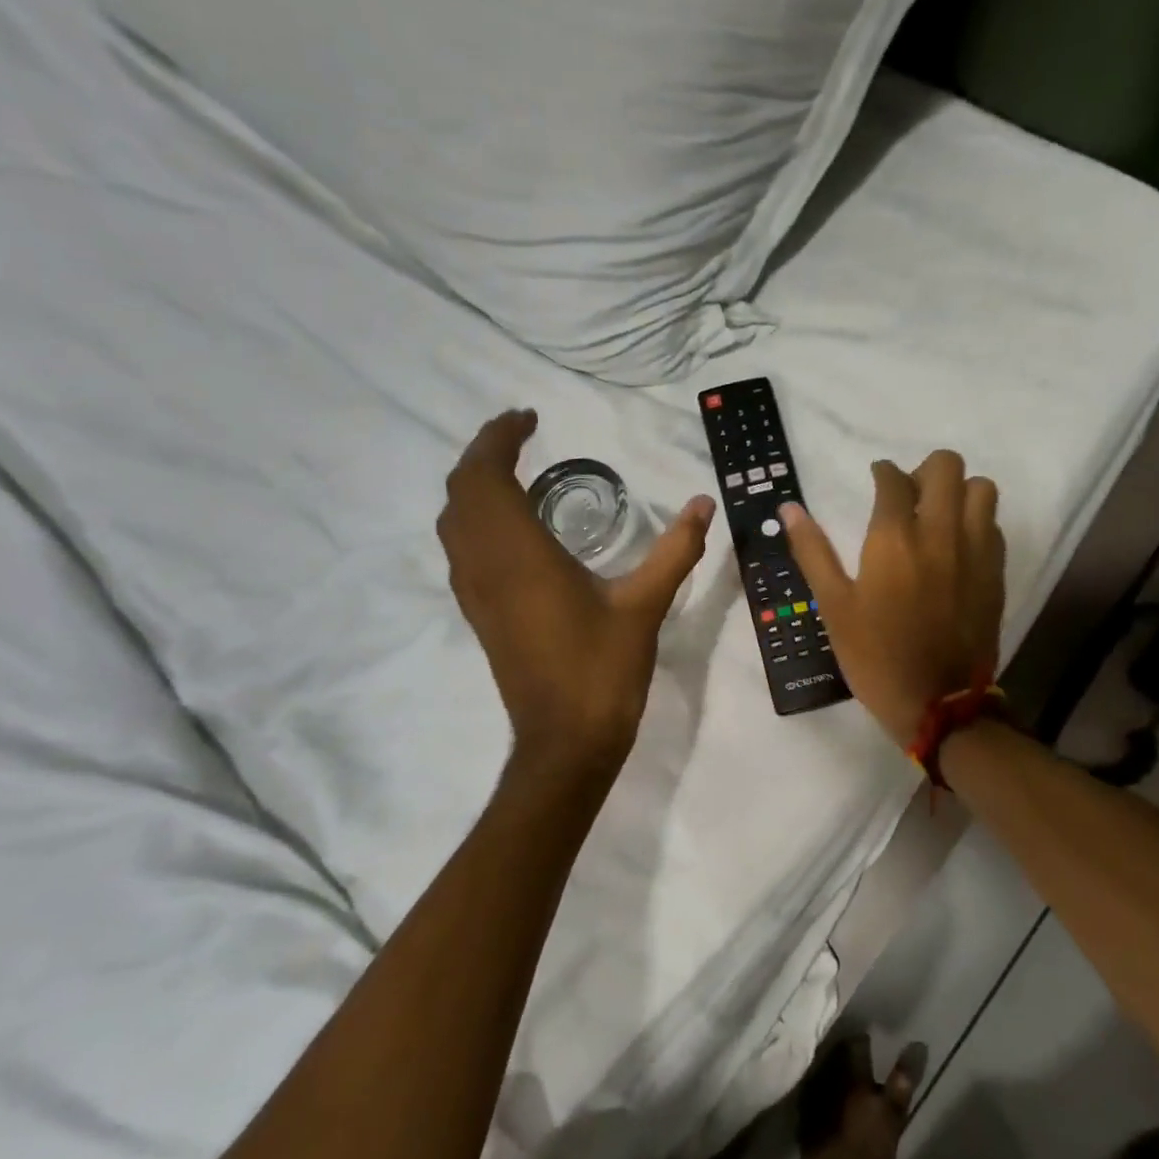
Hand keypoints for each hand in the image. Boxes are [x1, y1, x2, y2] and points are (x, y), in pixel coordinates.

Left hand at [438, 410, 714, 774]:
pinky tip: (512, 526)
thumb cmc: (602, 669)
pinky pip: (461, 548)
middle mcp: (485, 565)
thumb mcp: (645, 604)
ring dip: (473, 485)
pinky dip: (475, 518)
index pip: (487, 474)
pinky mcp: (478, 613)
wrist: (565, 740)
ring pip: (453, 520)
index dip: (500, 437)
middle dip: (483, 453)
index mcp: (519, 554)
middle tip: (520, 435)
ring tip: (513, 470)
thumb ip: (676, 549)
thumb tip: (705, 503)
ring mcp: (475, 592)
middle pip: (461, 490)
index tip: (528, 417)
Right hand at [781, 451, 1004, 748]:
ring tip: (938, 515)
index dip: (882, 472)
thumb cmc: (876, 656)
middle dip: (924, 471)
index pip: (893, 478)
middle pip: (946, 466)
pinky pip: (993, 525)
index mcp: (894, 539)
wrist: (938, 704)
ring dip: (958, 491)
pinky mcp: (995, 573)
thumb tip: (788, 509)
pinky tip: (957, 546)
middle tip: (909, 495)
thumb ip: (812, 552)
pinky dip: (976, 521)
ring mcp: (975, 551)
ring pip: (981, 488)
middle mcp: (940, 533)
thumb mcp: (834, 607)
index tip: (877, 480)